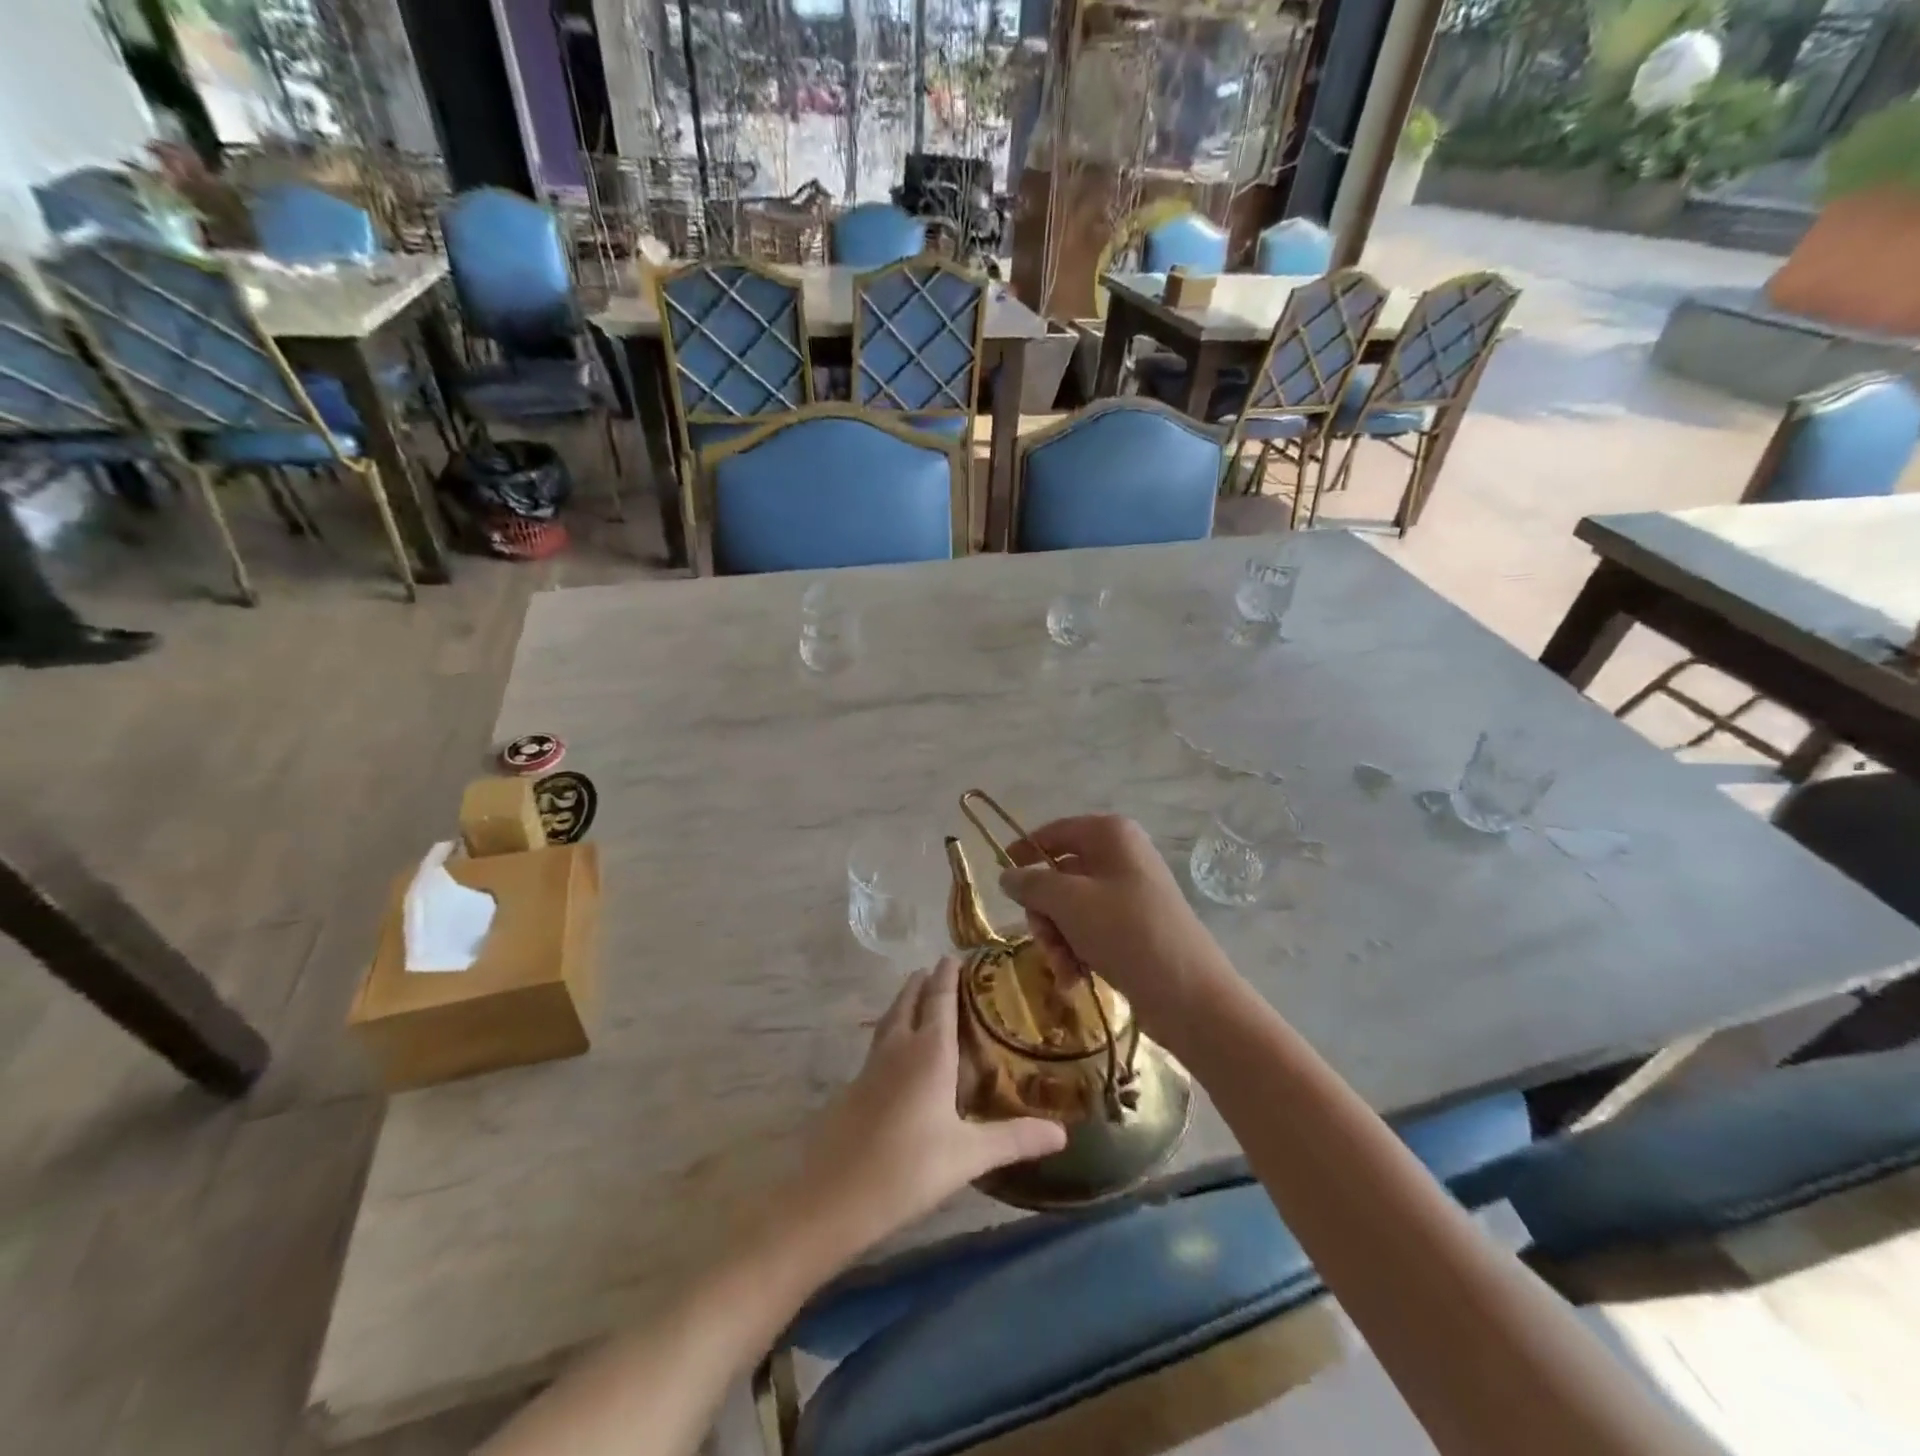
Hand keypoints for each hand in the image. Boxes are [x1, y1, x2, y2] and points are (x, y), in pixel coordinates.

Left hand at [789, 957, 1065, 1260]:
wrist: (832, 1196)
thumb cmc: (907, 1168)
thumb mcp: (967, 1155)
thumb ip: (1014, 1139)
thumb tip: (1062, 1132)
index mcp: (929, 1051)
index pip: (939, 999)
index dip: (947, 975)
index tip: (955, 955)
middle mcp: (899, 1047)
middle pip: (909, 1000)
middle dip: (923, 982)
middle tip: (938, 970)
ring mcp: (872, 1066)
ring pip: (890, 1019)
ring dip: (904, 1001)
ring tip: (917, 995)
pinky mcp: (855, 1086)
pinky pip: (879, 1042)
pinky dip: (892, 1029)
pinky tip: (898, 1052)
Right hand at [997, 815, 1232, 1041]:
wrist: (1189, 994)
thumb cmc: (1126, 932)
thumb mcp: (1069, 902)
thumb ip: (1032, 884)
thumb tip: (1007, 876)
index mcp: (1110, 835)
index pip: (1055, 832)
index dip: (1026, 850)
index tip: (1002, 875)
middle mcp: (1122, 857)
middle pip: (1061, 875)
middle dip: (1045, 912)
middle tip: (1043, 939)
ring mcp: (1131, 893)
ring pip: (1072, 907)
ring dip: (1058, 938)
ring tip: (1063, 968)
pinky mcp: (1136, 927)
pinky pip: (1092, 929)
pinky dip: (1077, 951)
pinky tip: (1075, 978)